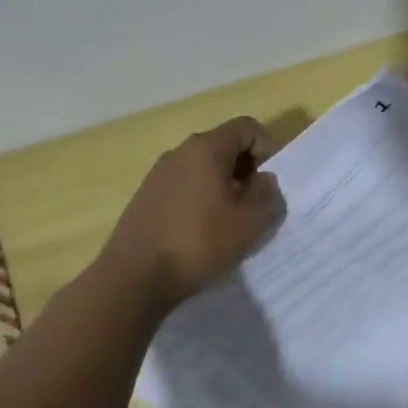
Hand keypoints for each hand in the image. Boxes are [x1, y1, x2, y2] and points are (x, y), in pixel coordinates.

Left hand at [103, 116, 283, 310]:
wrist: (132, 280)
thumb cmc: (198, 242)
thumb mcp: (250, 221)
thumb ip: (267, 194)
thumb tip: (263, 181)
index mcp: (206, 148)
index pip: (247, 127)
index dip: (269, 147)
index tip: (274, 180)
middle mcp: (180, 152)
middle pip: (225, 146)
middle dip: (248, 169)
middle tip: (258, 202)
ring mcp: (159, 175)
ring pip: (204, 168)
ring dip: (226, 186)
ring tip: (233, 220)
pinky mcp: (146, 198)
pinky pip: (185, 186)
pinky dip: (203, 199)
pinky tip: (205, 232)